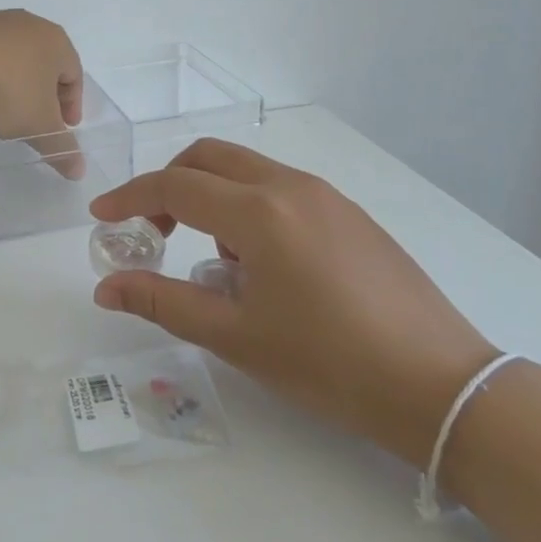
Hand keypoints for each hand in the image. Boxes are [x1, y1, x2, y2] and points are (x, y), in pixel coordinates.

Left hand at [0, 10, 84, 176]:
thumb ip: (62, 148)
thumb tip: (79, 171)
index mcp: (54, 40)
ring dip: (12, 79)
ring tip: (0, 107)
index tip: (63, 128)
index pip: (74, 74)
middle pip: (43, 60)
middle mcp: (25, 22)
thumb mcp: (38, 127)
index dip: (72, 104)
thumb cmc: (5, 93)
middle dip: (43, 91)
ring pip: (11, 54)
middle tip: (35, 119)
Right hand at [88, 138, 497, 465]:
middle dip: (169, 184)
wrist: (438, 384)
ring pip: (247, 170)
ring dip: (212, 197)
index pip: (175, 186)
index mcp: (260, 213)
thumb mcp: (235, 337)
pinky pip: (281, 189)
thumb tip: (107, 287)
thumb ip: (163, 302)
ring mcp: (327, 196)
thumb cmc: (327, 364)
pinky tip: (262, 265)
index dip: (130, 198)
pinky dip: (249, 208)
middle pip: (210, 157)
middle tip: (151, 230)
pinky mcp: (350, 214)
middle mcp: (292, 187)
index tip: (102, 218)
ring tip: (215, 264)